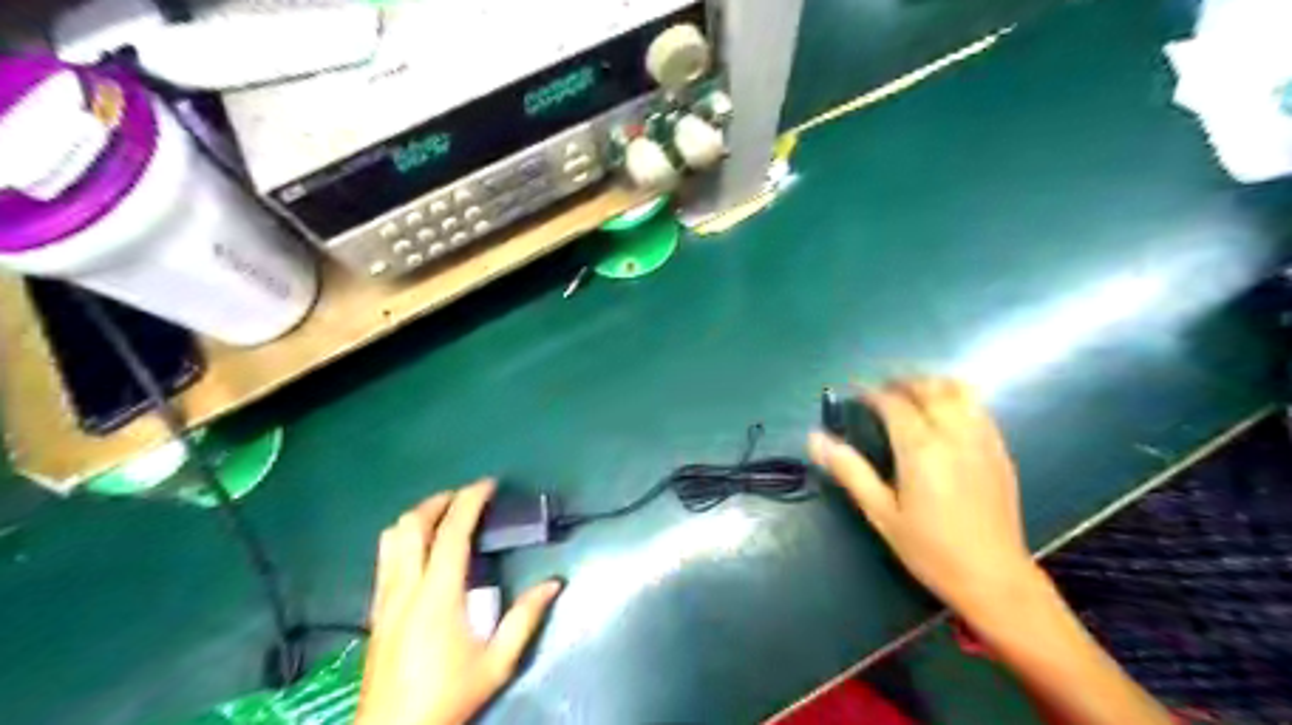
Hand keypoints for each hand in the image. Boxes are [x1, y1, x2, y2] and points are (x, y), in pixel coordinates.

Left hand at [361, 481, 567, 724]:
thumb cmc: (448, 696)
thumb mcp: (497, 663)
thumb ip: (525, 619)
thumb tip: (553, 583)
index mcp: (438, 595)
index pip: (451, 533)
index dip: (470, 501)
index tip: (488, 484)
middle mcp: (405, 587)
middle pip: (412, 525)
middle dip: (439, 501)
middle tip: (465, 496)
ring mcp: (384, 597)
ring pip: (391, 538)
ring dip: (417, 516)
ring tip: (442, 514)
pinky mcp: (375, 609)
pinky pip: (385, 557)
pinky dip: (404, 537)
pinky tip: (421, 548)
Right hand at [810, 376, 1043, 619]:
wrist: (993, 577)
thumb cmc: (929, 548)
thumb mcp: (880, 513)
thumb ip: (849, 470)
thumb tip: (815, 438)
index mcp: (920, 448)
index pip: (893, 403)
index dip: (871, 392)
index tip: (854, 393)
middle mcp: (953, 434)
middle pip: (927, 388)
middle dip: (901, 382)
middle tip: (879, 391)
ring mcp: (982, 439)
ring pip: (957, 391)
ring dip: (931, 384)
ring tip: (911, 394)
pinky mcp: (1000, 451)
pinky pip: (978, 408)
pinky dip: (957, 398)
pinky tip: (945, 413)